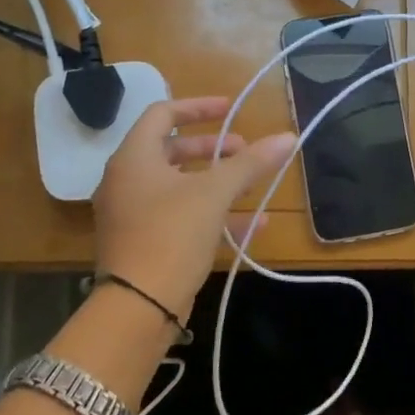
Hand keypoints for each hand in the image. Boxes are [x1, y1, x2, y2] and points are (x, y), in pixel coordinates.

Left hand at [93, 97, 295, 316]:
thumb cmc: (171, 235)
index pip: (162, 114)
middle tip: (245, 151)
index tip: (231, 109)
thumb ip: (250, 164)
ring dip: (218, 182)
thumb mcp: (214, 194)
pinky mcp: (144, 243)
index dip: (198, 106)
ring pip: (180, 186)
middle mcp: (127, 180)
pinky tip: (254, 224)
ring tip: (253, 186)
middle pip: (172, 150)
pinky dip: (212, 213)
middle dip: (214, 149)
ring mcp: (133, 214)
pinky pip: (181, 216)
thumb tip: (288, 137)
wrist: (137, 308)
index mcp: (134, 158)